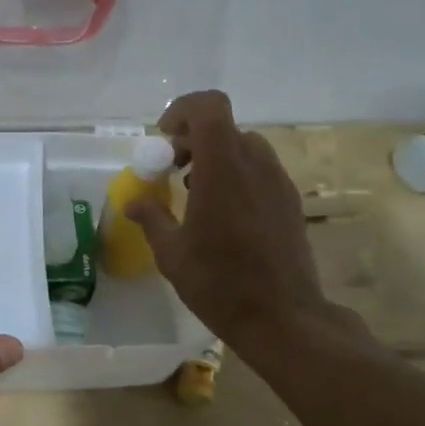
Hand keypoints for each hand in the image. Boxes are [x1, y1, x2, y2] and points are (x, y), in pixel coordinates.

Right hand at [126, 91, 356, 350]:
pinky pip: (259, 170)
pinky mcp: (290, 201)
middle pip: (223, 127)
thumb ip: (152, 218)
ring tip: (194, 193)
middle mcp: (255, 164)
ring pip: (243, 147)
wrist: (283, 318)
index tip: (163, 139)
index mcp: (222, 169)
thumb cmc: (220, 284)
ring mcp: (278, 181)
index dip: (183, 110)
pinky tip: (223, 214)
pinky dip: (236, 175)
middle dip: (192, 139)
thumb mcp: (172, 254)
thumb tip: (134, 201)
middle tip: (170, 170)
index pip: (209, 107)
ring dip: (215, 157)